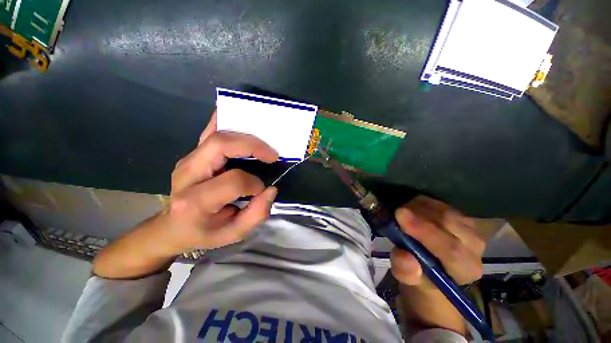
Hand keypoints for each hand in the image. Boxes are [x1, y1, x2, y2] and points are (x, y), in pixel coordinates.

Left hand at [158, 111, 279, 254]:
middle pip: (221, 145)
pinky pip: (209, 131)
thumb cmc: (204, 232)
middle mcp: (187, 174)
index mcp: (195, 201)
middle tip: (272, 154)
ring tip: (264, 144)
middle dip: (253, 146)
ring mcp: (187, 160)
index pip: (233, 181)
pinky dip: (226, 120)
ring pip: (217, 134)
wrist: (172, 227)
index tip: (262, 190)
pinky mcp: (192, 154)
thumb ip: (256, 214)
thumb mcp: (233, 234)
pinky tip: (240, 118)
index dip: (254, 184)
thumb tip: (271, 189)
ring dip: (245, 134)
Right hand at [390, 196, 484, 334]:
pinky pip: (441, 204)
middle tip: (397, 210)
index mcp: (465, 269)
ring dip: (419, 207)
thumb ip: (406, 271)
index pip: (450, 249)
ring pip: (445, 211)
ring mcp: (471, 229)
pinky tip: (411, 207)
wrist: (433, 267)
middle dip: (419, 214)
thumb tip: (404, 256)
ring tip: (402, 211)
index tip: (400, 215)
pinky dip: (423, 203)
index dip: (424, 231)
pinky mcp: (461, 216)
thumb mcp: (408, 278)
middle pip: (450, 224)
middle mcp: (475, 248)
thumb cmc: (420, 275)